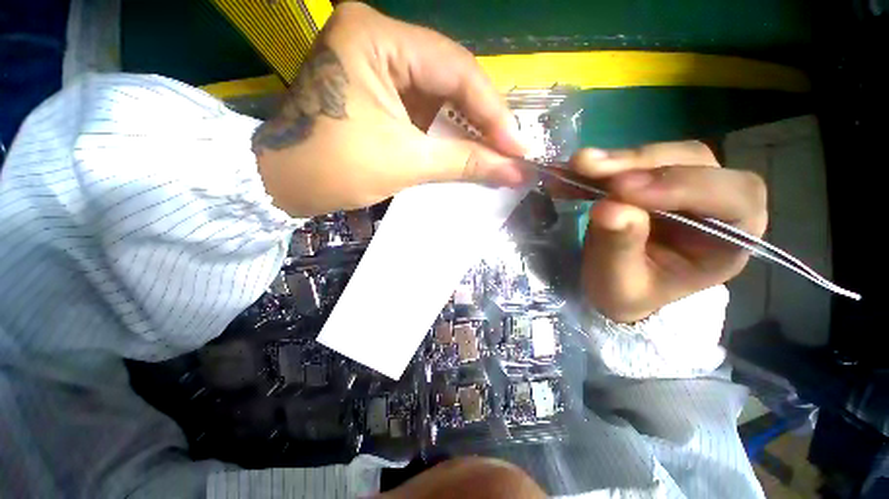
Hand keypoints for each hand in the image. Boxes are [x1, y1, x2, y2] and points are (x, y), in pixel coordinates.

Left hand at [252, 2, 528, 217]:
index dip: (493, 113)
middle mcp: (380, 39)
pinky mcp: (380, 92)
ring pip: (442, 95)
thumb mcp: (406, 162)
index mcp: (377, 37)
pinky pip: (426, 109)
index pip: (456, 69)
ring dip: (469, 129)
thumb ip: (464, 162)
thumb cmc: (334, 168)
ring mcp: (380, 65)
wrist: (283, 183)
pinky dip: (448, 133)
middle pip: (452, 78)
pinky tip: (467, 151)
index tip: (516, 148)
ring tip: (495, 154)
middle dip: (483, 120)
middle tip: (510, 151)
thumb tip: (513, 172)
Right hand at [569, 141, 767, 322]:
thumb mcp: (620, 283)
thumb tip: (609, 208)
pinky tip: (574, 170)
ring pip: (662, 155)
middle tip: (589, 168)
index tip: (621, 190)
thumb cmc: (627, 292)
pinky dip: (601, 165)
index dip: (682, 185)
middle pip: (694, 162)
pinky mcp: (651, 181)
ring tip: (577, 166)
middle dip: (639, 163)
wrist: (616, 285)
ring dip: (617, 160)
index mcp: (727, 241)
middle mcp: (715, 205)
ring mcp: (682, 187)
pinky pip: (630, 162)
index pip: (734, 197)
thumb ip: (620, 248)